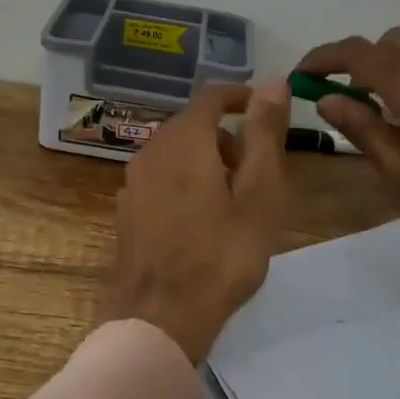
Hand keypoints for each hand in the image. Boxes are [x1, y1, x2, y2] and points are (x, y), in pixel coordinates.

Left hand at [107, 79, 291, 363]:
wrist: (160, 318)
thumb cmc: (221, 257)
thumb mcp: (259, 195)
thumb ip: (265, 134)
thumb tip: (273, 80)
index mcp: (184, 141)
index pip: (211, 97)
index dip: (240, 97)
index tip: (265, 111)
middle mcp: (151, 151)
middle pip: (193, 125)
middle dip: (227, 137)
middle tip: (256, 173)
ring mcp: (132, 182)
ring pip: (175, 152)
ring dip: (205, 161)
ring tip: (232, 203)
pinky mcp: (126, 210)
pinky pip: (159, 178)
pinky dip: (183, 182)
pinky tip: (199, 222)